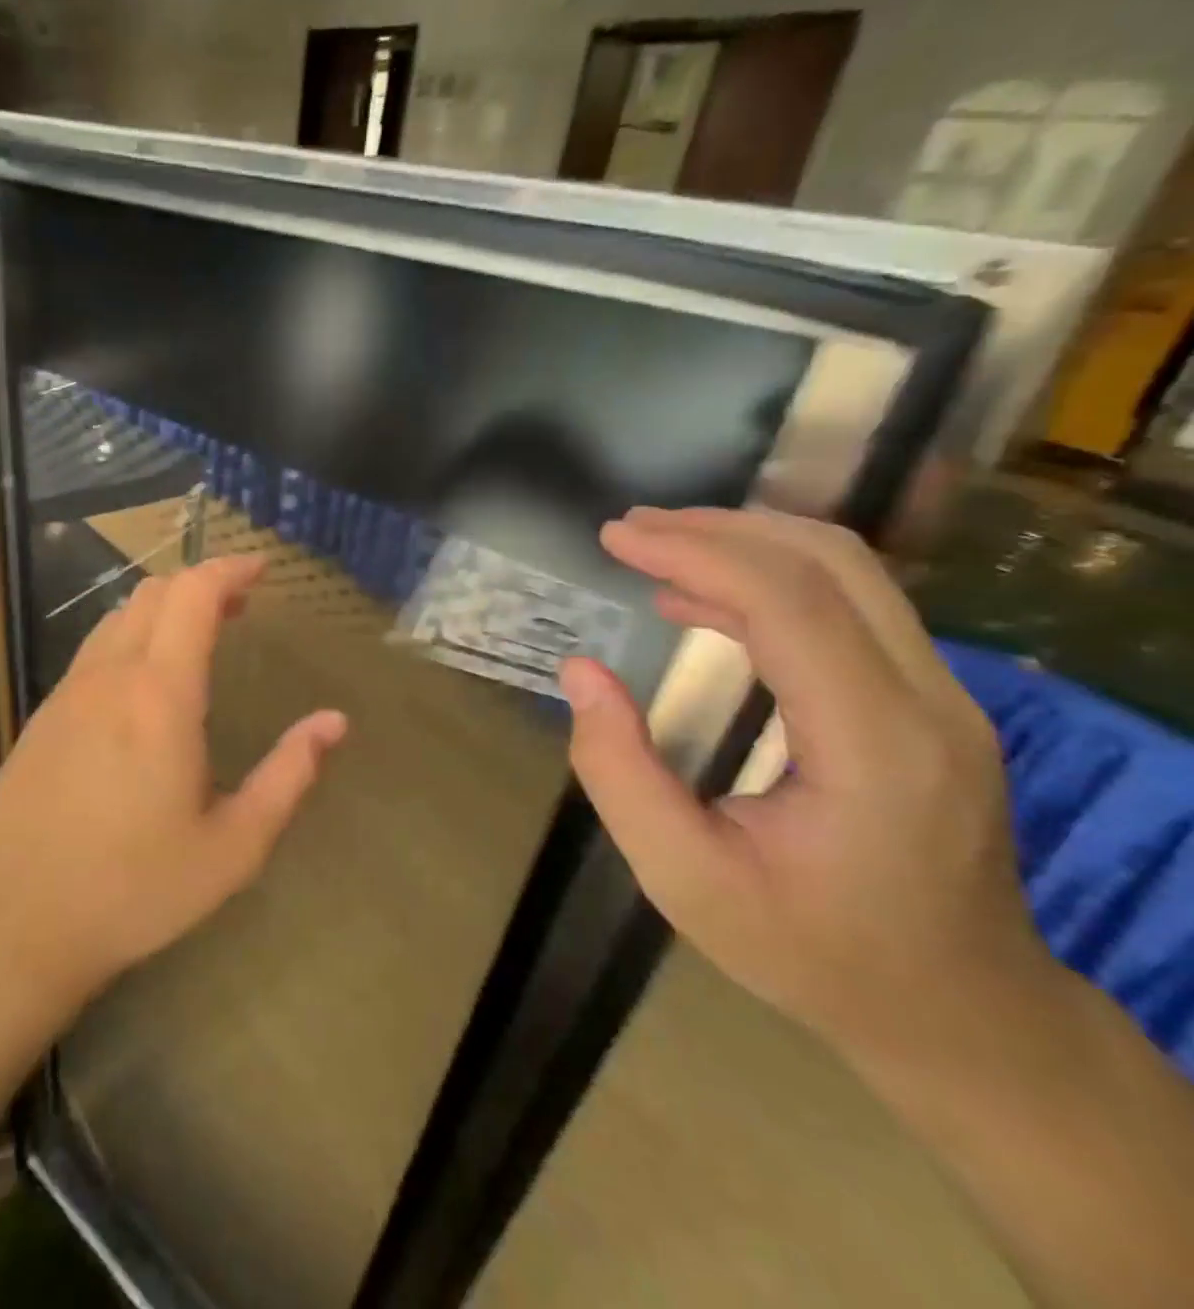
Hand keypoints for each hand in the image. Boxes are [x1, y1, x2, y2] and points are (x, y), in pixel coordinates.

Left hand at [0, 554, 347, 1003]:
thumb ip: (288, 777)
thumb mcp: (232, 846)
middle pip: (153, 593)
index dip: (229, 569)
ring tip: (198, 635)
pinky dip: (130, 637)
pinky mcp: (42, 717)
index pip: (193, 595)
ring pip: (117, 618)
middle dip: (201, 584)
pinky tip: (145, 682)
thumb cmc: (134, 889)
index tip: (260, 569)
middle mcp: (109, 676)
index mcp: (160, 695)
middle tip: (240, 605)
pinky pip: (93, 651)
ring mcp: (67, 693)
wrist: (13, 924)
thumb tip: (334, 723)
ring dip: (162, 609)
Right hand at [559, 507, 1047, 1061]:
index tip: (615, 538)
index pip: (788, 604)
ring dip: (746, 543)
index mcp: (874, 747)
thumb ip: (619, 773)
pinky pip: (851, 608)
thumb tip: (581, 672)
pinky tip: (703, 601)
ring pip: (851, 573)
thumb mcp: (684, 879)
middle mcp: (930, 704)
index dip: (695, 553)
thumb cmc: (811, 951)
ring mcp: (945, 699)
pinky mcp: (931, 704)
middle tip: (629, 529)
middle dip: (719, 529)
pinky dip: (770, 581)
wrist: (957, 1010)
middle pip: (831, 565)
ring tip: (657, 547)